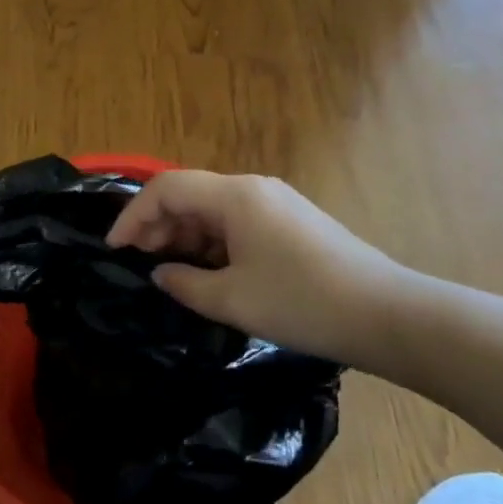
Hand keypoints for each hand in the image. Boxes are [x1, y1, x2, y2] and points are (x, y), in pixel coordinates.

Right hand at [105, 171, 412, 365]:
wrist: (388, 315)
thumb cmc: (302, 303)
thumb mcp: (233, 299)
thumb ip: (185, 284)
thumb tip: (160, 273)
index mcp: (235, 196)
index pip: (166, 188)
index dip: (133, 216)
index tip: (114, 249)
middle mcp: (253, 188)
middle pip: (190, 194)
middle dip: (158, 226)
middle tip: (140, 264)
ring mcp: (276, 203)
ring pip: (213, 209)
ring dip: (186, 236)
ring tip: (171, 273)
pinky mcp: (293, 223)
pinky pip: (238, 223)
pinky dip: (214, 243)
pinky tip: (210, 273)